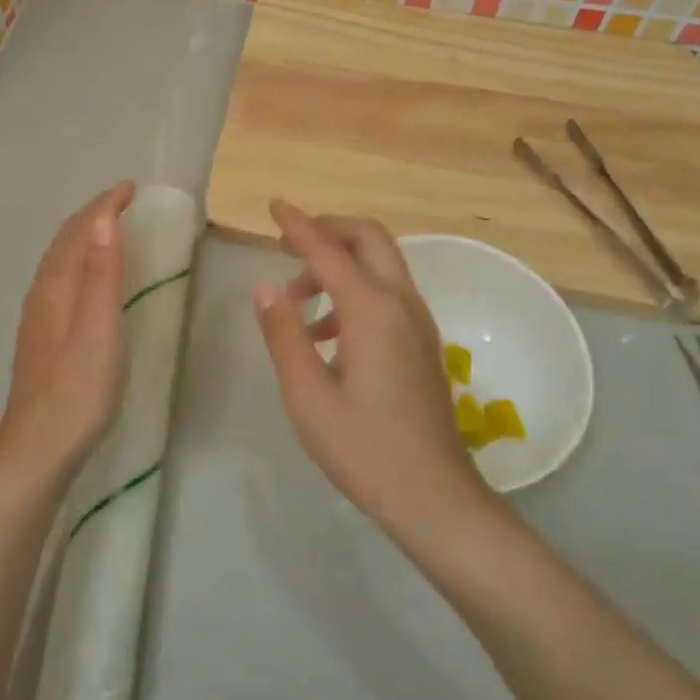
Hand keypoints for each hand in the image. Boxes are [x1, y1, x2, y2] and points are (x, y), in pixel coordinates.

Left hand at [0, 181, 135, 484]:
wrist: (39, 446)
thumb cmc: (79, 388)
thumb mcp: (100, 327)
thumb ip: (101, 273)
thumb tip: (103, 219)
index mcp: (57, 286)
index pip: (80, 231)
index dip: (105, 205)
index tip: (131, 187)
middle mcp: (42, 294)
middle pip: (64, 242)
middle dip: (91, 215)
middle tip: (121, 201)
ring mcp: (38, 317)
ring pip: (59, 261)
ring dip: (82, 237)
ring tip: (106, 229)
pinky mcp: (41, 338)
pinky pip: (59, 281)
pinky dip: (76, 262)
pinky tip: (84, 281)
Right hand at [253, 200, 496, 536]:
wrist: (433, 496)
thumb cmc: (364, 449)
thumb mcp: (308, 395)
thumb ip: (284, 334)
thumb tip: (266, 286)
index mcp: (372, 311)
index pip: (328, 251)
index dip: (298, 225)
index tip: (274, 204)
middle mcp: (401, 304)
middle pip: (369, 239)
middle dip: (329, 230)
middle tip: (288, 243)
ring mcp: (418, 323)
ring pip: (381, 265)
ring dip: (340, 263)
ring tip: (297, 298)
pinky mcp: (422, 343)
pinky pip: (388, 293)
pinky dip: (355, 289)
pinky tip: (326, 332)